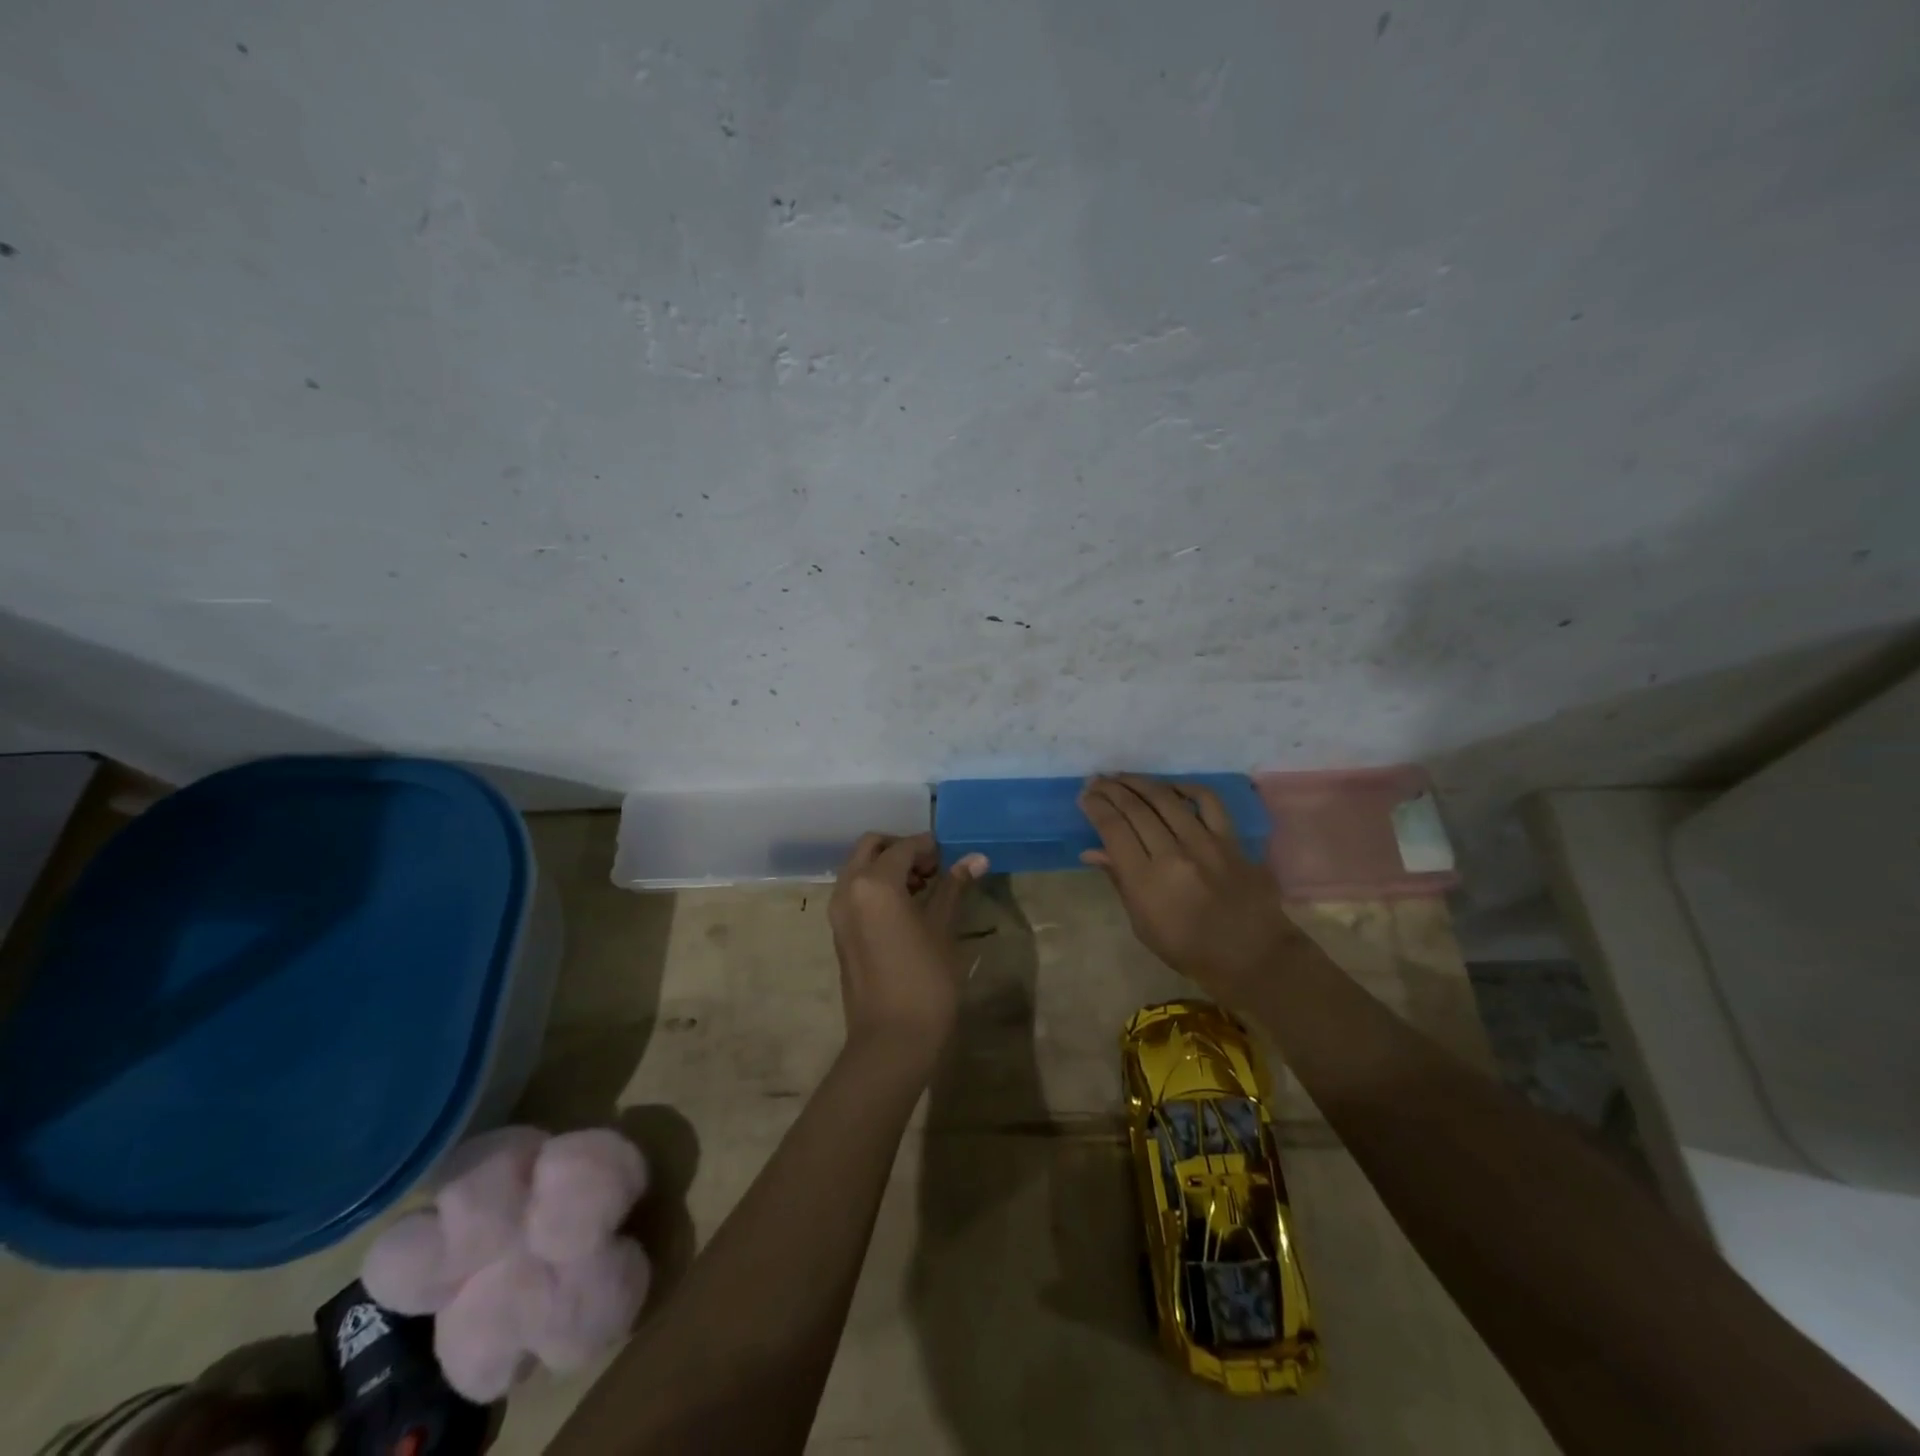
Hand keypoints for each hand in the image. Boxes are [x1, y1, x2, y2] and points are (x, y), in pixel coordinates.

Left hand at [829, 832, 988, 1064]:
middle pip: (872, 847)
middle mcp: (849, 889)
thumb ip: (953, 887)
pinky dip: (876, 887)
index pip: (903, 847)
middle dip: (901, 850)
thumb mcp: (943, 929)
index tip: (951, 856)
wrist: (891, 1040)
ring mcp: (839, 912)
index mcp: (874, 883)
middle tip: (933, 868)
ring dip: (888, 868)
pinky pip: (855, 892)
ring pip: (860, 868)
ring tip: (924, 890)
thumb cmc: (925, 980)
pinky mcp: (839, 932)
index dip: (929, 846)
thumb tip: (976, 858)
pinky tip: (906, 910)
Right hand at [1079, 774, 1300, 997]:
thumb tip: (1092, 851)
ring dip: (1140, 783)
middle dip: (1111, 790)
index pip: (1113, 829)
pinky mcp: (1231, 840)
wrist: (1253, 957)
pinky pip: (1209, 802)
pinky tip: (1171, 788)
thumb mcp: (1143, 925)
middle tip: (1097, 781)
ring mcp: (1206, 843)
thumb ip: (1120, 881)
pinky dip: (1187, 788)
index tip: (1085, 796)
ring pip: (1166, 799)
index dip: (1096, 806)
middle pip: (1136, 808)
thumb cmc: (1189, 950)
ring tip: (1123, 777)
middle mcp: (1174, 854)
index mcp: (1147, 881)